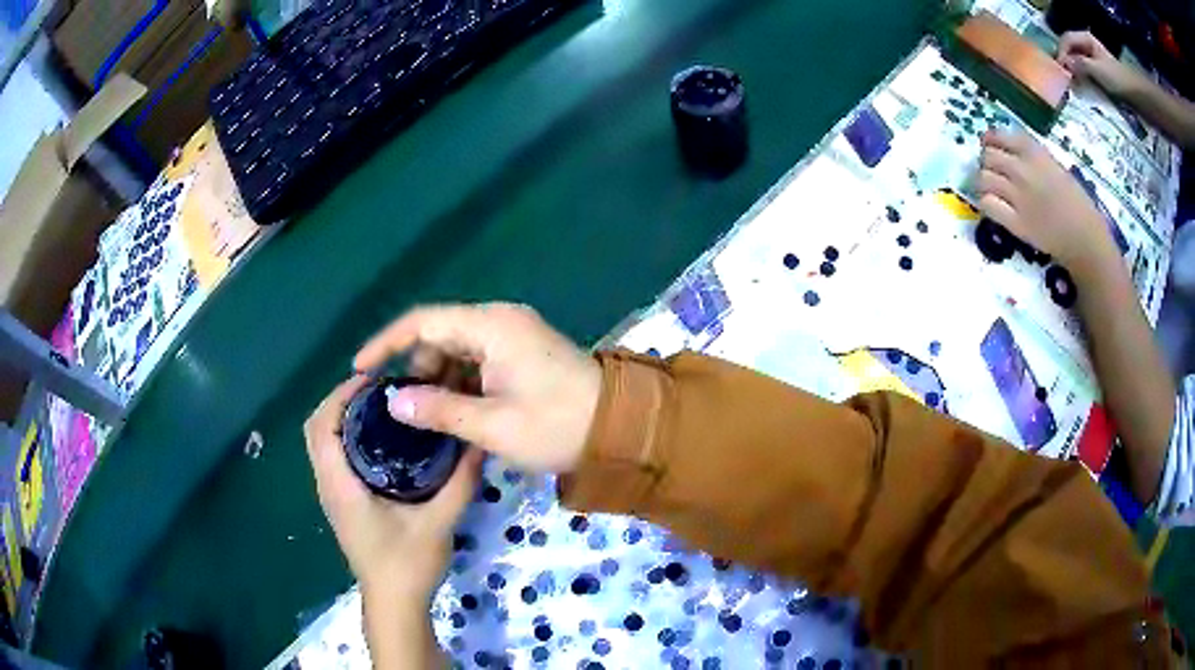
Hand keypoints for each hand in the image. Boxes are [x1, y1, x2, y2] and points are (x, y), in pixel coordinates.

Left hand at [304, 377, 483, 602]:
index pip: (321, 426)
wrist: (394, 604)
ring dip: (341, 418)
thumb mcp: (439, 523)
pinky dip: (346, 437)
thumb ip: (459, 483)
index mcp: (341, 486)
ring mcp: (332, 496)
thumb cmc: (408, 565)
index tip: (372, 380)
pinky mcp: (341, 503)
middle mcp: (328, 485)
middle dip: (339, 401)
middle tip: (378, 390)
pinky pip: (333, 457)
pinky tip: (381, 440)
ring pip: (322, 444)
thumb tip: (477, 442)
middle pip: (315, 429)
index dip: (339, 396)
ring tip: (381, 407)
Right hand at [354, 303, 600, 473]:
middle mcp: (500, 321)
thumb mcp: (493, 426)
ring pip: (456, 349)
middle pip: (439, 334)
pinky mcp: (521, 354)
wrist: (621, 431)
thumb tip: (392, 402)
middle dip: (415, 368)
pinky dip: (460, 383)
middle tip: (400, 409)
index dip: (386, 342)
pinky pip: (477, 361)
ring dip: (437, 379)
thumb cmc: (558, 427)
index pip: (423, 322)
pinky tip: (452, 412)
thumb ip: (438, 410)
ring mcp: (513, 336)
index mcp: (491, 327)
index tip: (359, 368)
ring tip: (424, 417)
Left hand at [976, 131, 1118, 278]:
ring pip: (983, 178)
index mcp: (1035, 153)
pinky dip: (985, 202)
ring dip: (983, 182)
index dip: (990, 141)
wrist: (1086, 239)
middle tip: (992, 172)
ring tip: (991, 189)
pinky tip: (993, 206)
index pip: (998, 136)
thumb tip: (1009, 153)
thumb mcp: (1056, 167)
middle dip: (986, 163)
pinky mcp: (1016, 223)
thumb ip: (1033, 158)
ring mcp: (1019, 196)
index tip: (990, 147)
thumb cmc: (1077, 203)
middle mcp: (1024, 170)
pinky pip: (988, 204)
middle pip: (987, 156)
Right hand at [1057, 31, 1137, 97]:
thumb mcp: (1098, 70)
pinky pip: (1083, 70)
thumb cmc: (1117, 79)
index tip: (1060, 68)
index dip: (1062, 51)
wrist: (1134, 93)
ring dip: (1073, 70)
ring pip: (1076, 60)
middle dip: (1066, 61)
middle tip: (1063, 76)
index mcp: (1085, 38)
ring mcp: (1092, 58)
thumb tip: (1065, 64)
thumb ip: (1081, 65)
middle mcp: (1086, 45)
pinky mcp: (1096, 71)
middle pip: (1070, 49)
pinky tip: (1079, 86)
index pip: (1067, 40)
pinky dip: (1079, 77)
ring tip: (1071, 83)